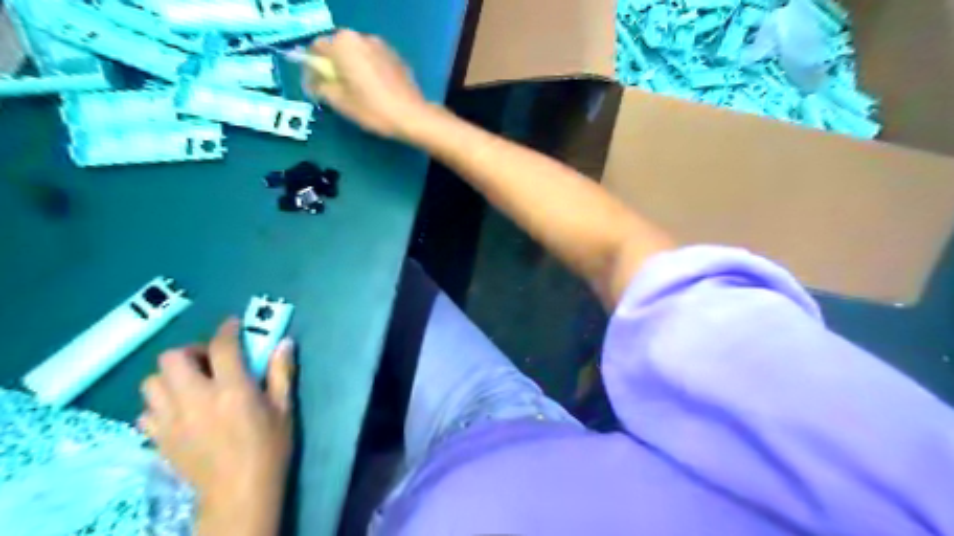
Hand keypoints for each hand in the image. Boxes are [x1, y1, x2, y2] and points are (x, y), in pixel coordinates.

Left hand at [139, 321, 293, 533]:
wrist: (239, 491)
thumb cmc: (269, 446)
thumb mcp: (284, 407)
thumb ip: (282, 371)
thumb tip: (284, 341)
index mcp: (232, 390)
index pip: (222, 346)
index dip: (228, 329)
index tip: (234, 324)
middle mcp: (196, 399)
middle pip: (173, 358)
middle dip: (192, 351)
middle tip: (210, 361)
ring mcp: (172, 420)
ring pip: (152, 381)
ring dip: (172, 375)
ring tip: (192, 383)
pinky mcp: (159, 438)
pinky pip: (146, 410)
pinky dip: (160, 403)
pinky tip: (180, 409)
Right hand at [307, 30, 430, 140]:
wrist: (412, 116)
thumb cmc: (372, 109)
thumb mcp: (339, 102)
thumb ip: (321, 87)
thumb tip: (316, 82)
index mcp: (343, 44)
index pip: (316, 48)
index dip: (313, 68)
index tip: (316, 86)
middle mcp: (362, 38)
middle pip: (338, 49)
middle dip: (333, 67)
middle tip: (335, 90)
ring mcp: (381, 46)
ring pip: (357, 54)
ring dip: (352, 68)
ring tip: (355, 92)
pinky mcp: (396, 57)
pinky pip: (374, 60)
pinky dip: (368, 70)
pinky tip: (374, 91)